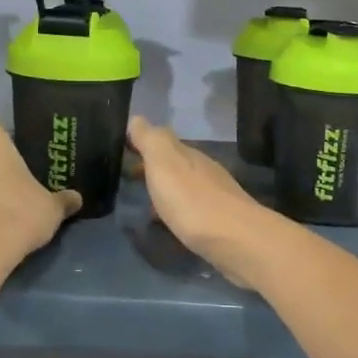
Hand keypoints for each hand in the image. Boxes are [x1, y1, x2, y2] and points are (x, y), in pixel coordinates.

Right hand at [127, 116, 274, 282]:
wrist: (235, 240)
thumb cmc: (191, 199)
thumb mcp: (163, 162)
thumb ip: (150, 140)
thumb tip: (136, 118)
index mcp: (188, 154)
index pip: (163, 140)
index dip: (142, 143)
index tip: (122, 150)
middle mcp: (203, 170)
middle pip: (175, 163)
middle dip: (153, 168)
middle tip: (129, 178)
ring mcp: (215, 195)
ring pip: (184, 186)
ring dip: (165, 190)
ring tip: (144, 203)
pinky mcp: (220, 222)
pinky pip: (191, 209)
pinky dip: (176, 210)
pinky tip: (169, 223)